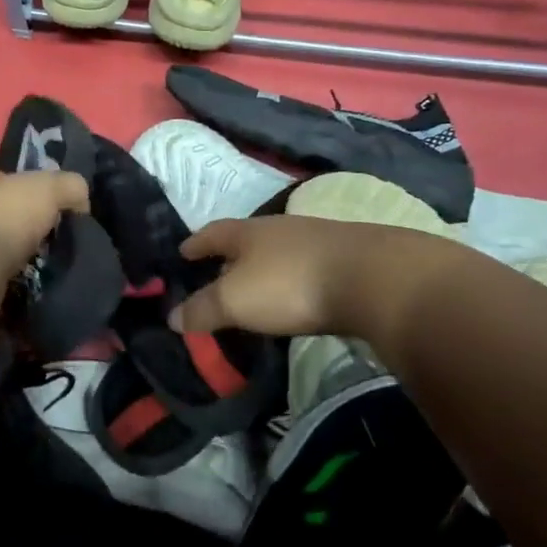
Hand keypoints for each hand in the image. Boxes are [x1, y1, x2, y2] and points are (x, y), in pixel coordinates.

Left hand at [0, 164, 91, 281]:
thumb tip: (80, 201)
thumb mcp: (48, 188)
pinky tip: (20, 278)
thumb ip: (69, 186)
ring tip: (36, 259)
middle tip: (44, 232)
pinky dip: (1, 273)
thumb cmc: (4, 216)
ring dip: (8, 249)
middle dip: (16, 219)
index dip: (22, 184)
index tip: (46, 202)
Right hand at [171, 214, 467, 339]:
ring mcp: (317, 240)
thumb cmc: (290, 284)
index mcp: (248, 232)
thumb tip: (172, 317)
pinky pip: (306, 267)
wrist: (374, 278)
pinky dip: (292, 280)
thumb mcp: (235, 301)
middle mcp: (280, 228)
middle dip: (229, 256)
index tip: (181, 253)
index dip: (195, 245)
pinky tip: (296, 296)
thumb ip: (202, 309)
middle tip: (215, 275)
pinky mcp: (347, 259)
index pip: (212, 234)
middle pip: (247, 239)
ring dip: (263, 268)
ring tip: (255, 289)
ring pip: (279, 252)